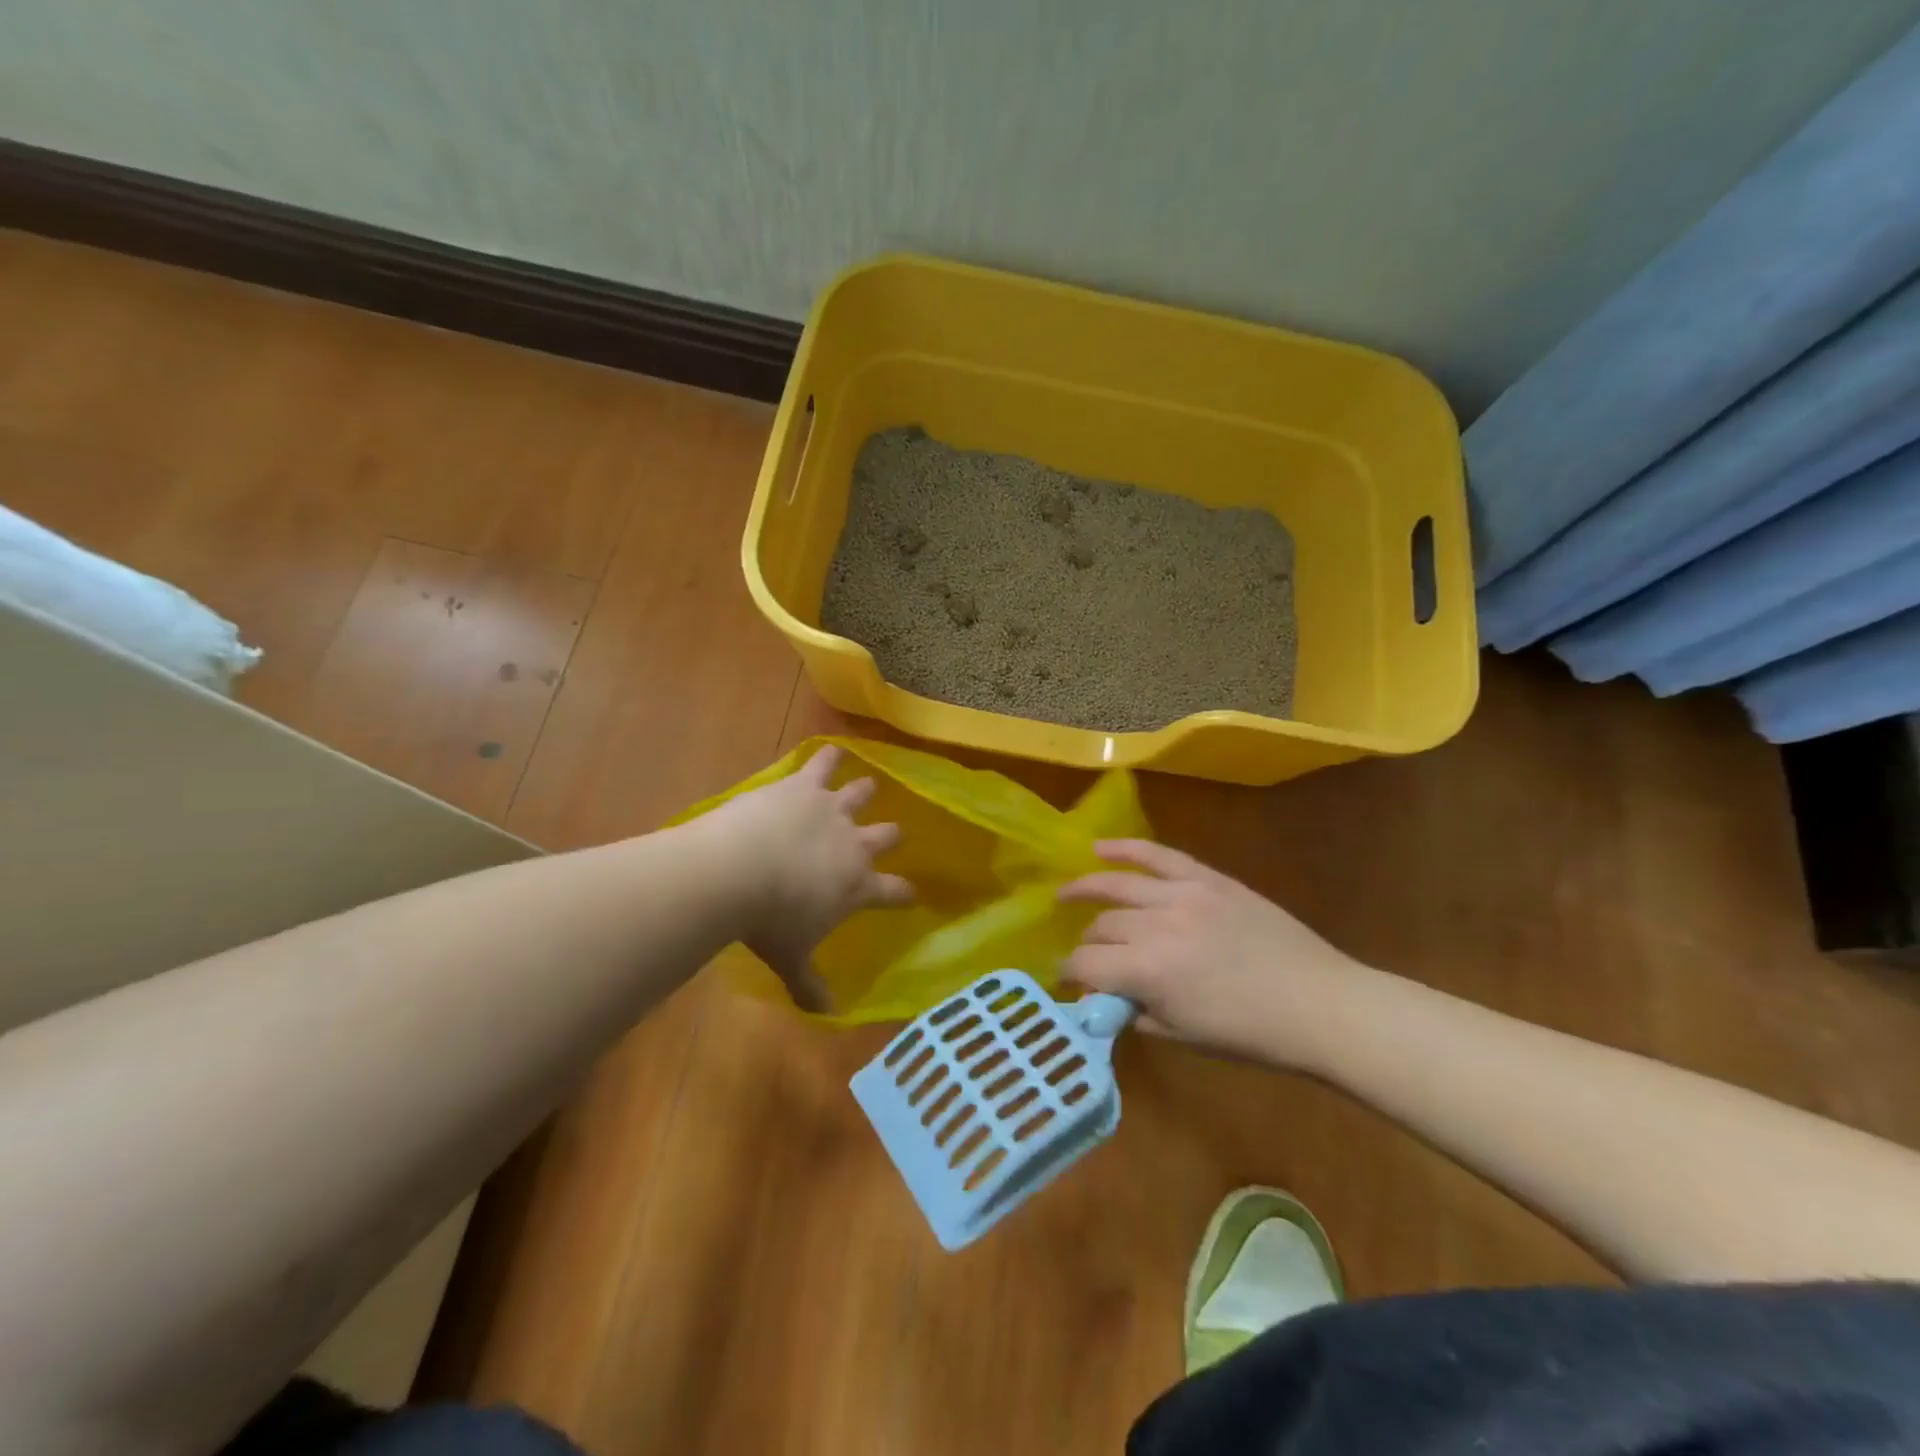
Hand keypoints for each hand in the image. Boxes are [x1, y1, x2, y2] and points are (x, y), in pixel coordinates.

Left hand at [702, 746, 913, 1010]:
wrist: (736, 871)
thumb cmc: (768, 922)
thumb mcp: (790, 960)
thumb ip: (811, 985)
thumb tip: (828, 1016)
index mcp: (857, 885)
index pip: (894, 891)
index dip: (905, 893)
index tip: (911, 894)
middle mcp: (854, 842)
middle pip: (886, 834)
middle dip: (890, 835)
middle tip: (892, 832)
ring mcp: (830, 808)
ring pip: (860, 793)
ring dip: (865, 790)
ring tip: (869, 785)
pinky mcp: (803, 785)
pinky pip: (823, 762)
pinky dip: (828, 756)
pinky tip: (830, 749)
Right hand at [1058, 840, 1365, 1067]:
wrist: (1319, 1003)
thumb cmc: (1251, 1034)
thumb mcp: (1183, 1036)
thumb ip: (1135, 1013)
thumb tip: (1104, 997)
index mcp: (1148, 972)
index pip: (1086, 964)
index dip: (1070, 973)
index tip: (1066, 980)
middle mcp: (1156, 926)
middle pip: (1102, 927)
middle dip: (1088, 944)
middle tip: (1090, 957)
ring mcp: (1183, 894)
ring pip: (1118, 886)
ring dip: (1086, 889)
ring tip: (1065, 894)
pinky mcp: (1207, 879)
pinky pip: (1158, 854)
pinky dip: (1126, 848)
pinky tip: (1099, 847)